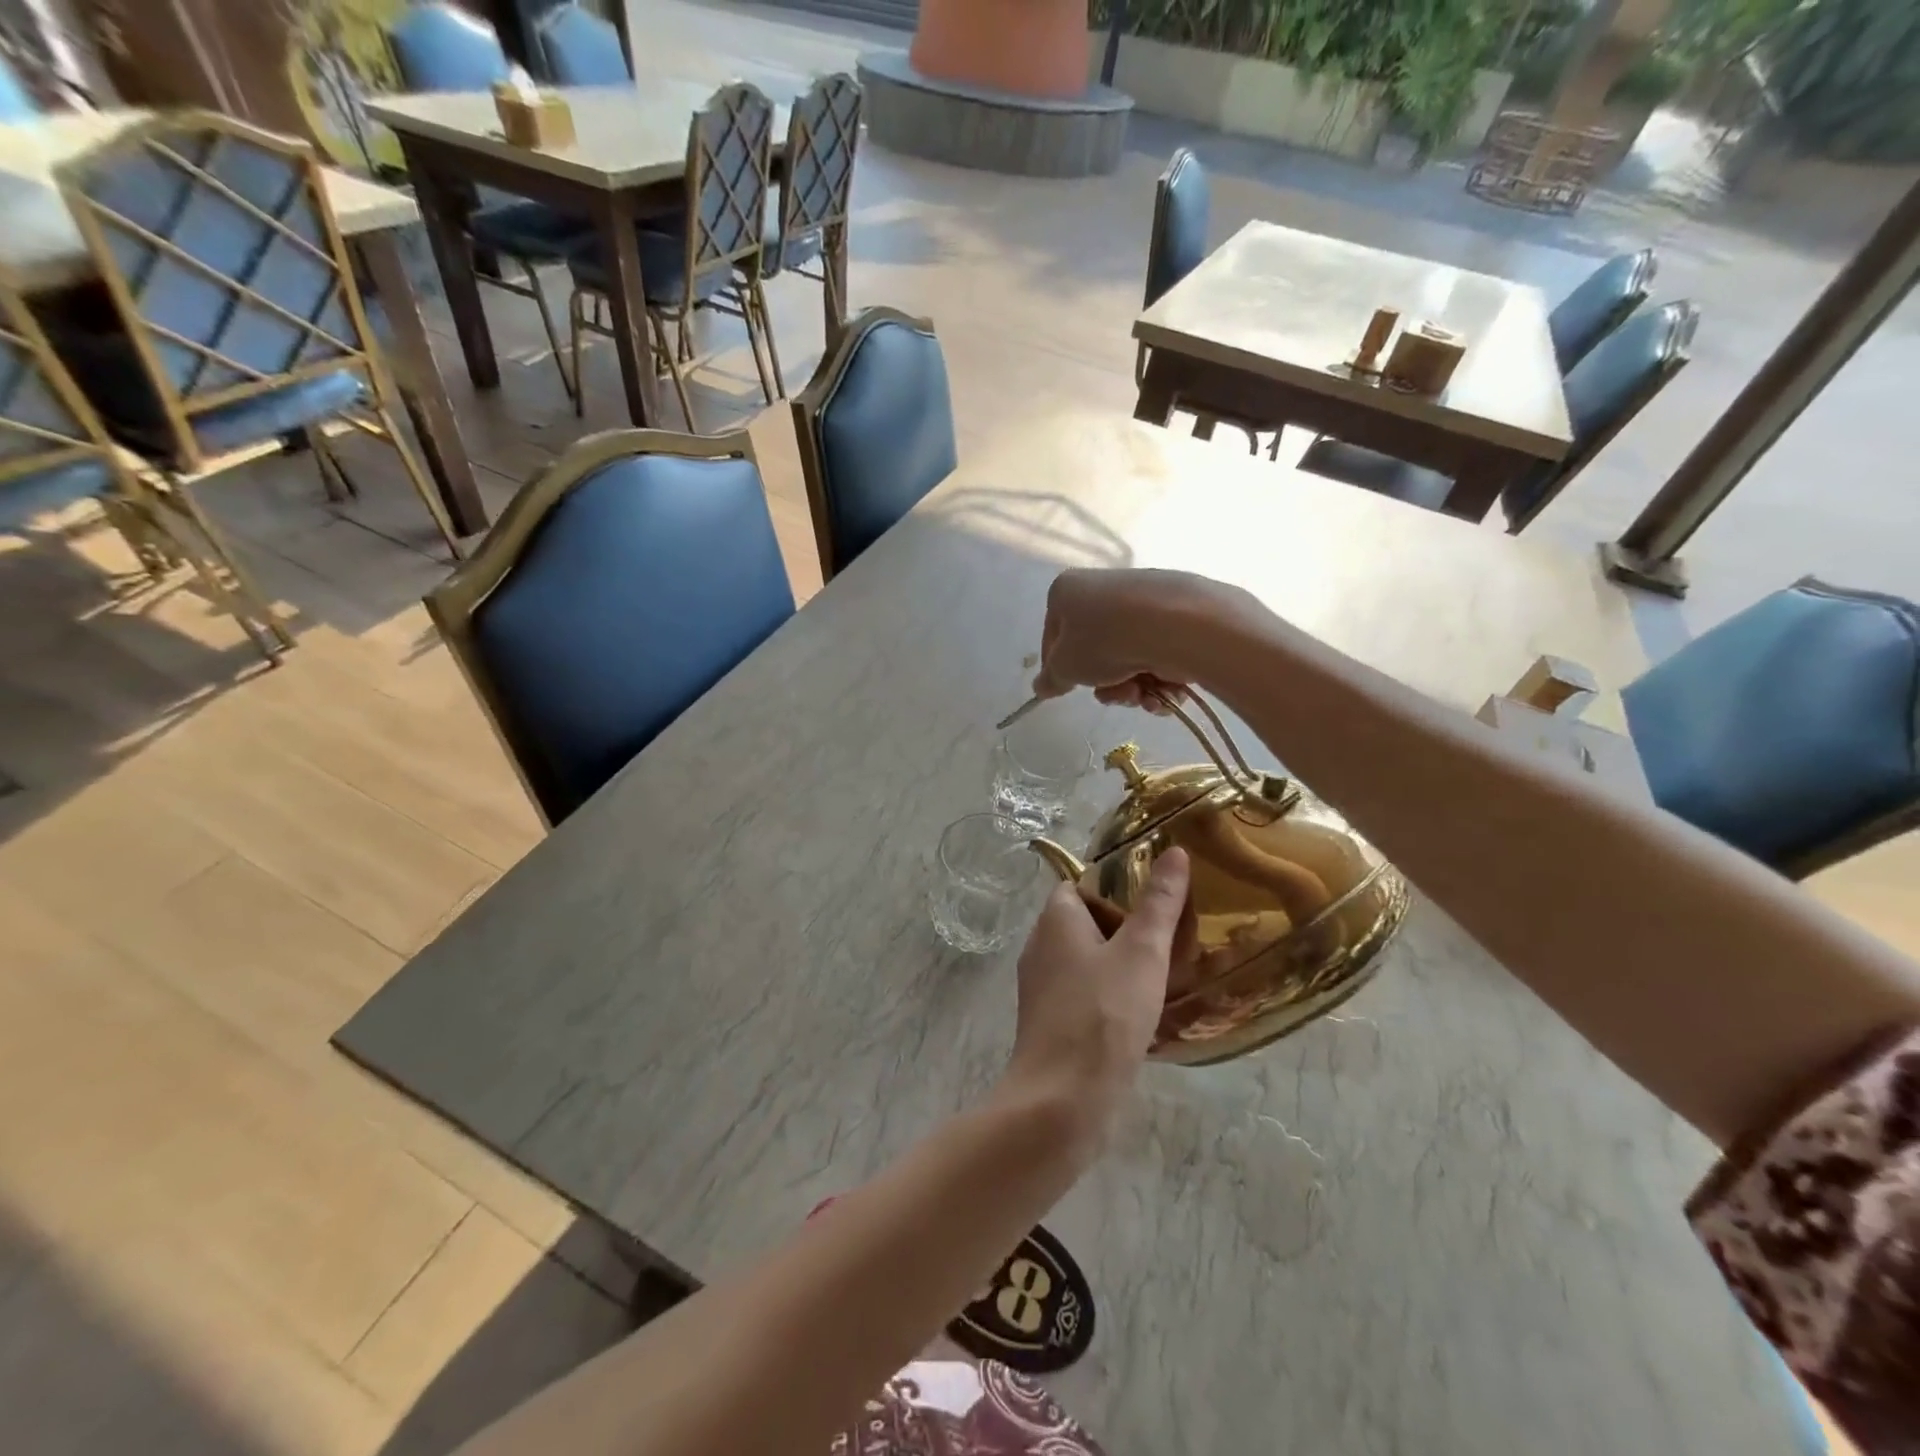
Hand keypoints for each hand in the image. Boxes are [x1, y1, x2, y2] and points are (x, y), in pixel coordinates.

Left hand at [1002, 848, 1192, 1137]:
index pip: (1081, 884)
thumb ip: (1159, 903)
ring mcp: (1042, 988)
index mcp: (1054, 920)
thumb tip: (1175, 851)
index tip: (1158, 896)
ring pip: (1088, 961)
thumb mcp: (1142, 952)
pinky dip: (1112, 996)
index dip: (1117, 885)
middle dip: (1127, 926)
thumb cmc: (1103, 1014)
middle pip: (1086, 921)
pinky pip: (1086, 995)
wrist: (1062, 1101)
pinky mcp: (1052, 1023)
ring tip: (1168, 971)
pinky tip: (1145, 1013)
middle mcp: (1041, 947)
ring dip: (1122, 964)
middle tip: (1172, 935)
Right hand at [1031, 569, 1260, 707]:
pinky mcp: (1175, 616)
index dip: (1058, 669)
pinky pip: (1157, 655)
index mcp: (1067, 591)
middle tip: (1115, 695)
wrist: (1175, 625)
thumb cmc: (1104, 640)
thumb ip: (1051, 678)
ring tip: (1144, 695)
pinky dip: (1160, 679)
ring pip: (1127, 659)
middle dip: (1106, 684)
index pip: (1052, 637)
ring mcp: (1141, 601)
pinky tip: (1167, 690)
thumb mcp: (1065, 666)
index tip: (1068, 690)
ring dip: (1133, 688)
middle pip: (1095, 652)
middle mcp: (1103, 589)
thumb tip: (1042, 686)